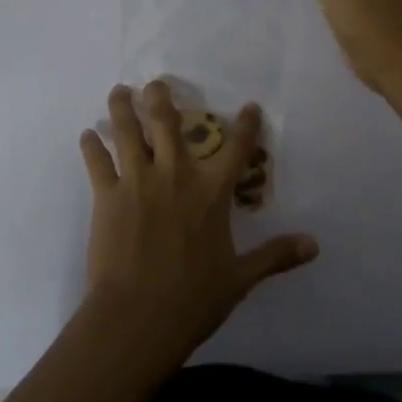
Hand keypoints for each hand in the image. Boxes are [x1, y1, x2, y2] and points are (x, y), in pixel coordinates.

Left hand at [78, 82, 317, 364]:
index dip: (246, 125)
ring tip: (119, 91)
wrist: (138, 317)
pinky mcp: (107, 195)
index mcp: (210, 192)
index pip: (235, 149)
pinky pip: (97, 162)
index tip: (249, 106)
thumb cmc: (193, 299)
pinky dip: (91, 146)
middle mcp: (174, 174)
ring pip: (127, 131)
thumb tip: (314, 244)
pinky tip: (87, 135)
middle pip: (167, 122)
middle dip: (161, 97)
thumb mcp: (240, 278)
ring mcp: (137, 181)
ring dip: (123, 107)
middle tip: (156, 84)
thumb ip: (275, 255)